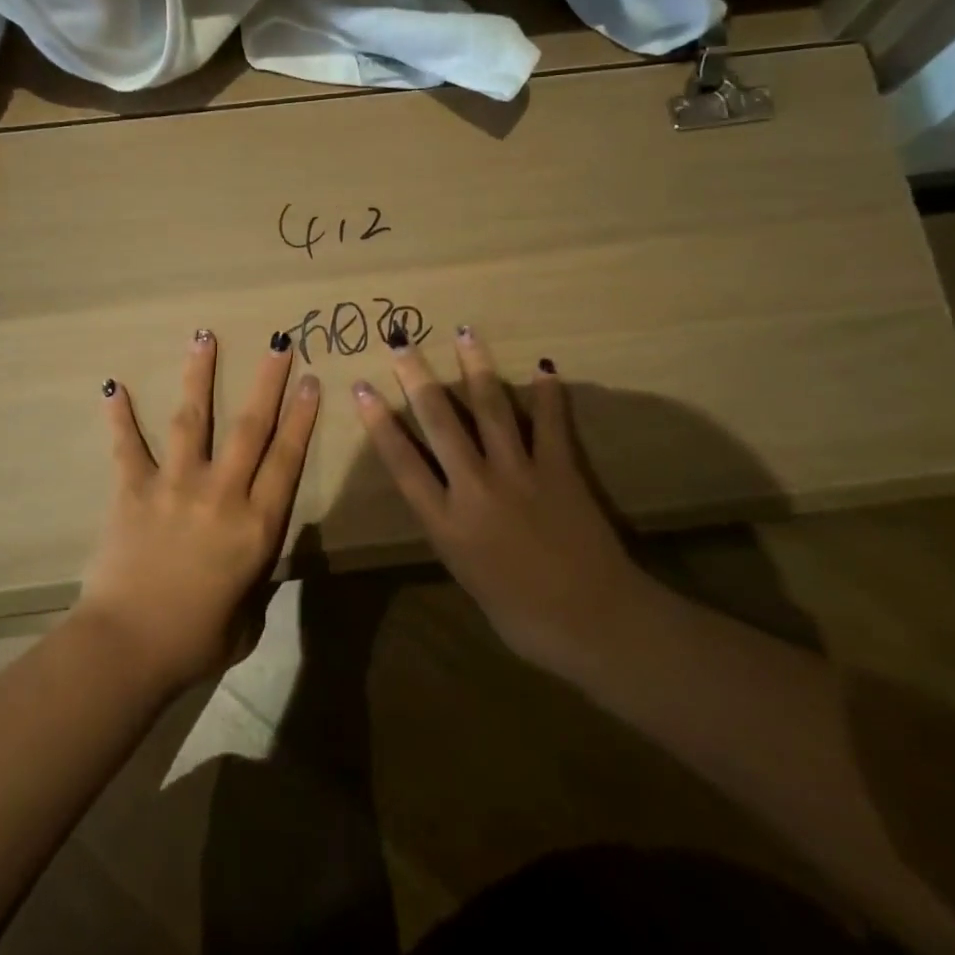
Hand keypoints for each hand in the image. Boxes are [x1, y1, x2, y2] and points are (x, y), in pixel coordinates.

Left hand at [78, 330, 320, 693]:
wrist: (128, 648)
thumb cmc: (195, 642)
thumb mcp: (247, 618)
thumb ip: (255, 581)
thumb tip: (250, 561)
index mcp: (256, 525)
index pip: (286, 459)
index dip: (301, 417)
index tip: (310, 380)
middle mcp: (220, 494)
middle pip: (250, 427)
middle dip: (267, 381)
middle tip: (279, 342)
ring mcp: (175, 486)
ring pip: (192, 419)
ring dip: (200, 375)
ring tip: (204, 337)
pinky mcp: (134, 490)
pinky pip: (127, 446)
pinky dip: (120, 416)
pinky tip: (113, 385)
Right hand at [353, 328, 643, 674]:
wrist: (592, 623)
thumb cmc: (522, 615)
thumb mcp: (465, 574)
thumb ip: (450, 529)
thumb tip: (444, 497)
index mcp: (445, 522)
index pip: (402, 460)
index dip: (378, 421)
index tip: (362, 387)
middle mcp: (474, 487)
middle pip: (439, 421)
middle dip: (417, 377)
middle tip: (400, 341)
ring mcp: (518, 473)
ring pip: (489, 408)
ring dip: (475, 367)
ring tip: (464, 332)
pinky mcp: (559, 469)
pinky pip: (550, 423)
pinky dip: (547, 394)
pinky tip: (542, 367)